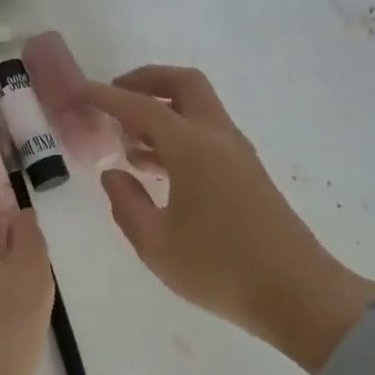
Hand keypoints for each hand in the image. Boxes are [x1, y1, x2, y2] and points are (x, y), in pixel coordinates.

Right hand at [86, 67, 374, 371]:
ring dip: (163, 110)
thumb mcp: (156, 244)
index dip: (107, 97)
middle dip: (146, 81)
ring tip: (126, 139)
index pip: (142, 107)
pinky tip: (155, 167)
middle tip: (114, 98)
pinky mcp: (247, 173)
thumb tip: (113, 174)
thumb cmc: (219, 269)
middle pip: (184, 85)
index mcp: (193, 148)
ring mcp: (238, 154)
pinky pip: (207, 134)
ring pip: (199, 108)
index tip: (79, 91)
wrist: (296, 292)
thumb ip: (127, 204)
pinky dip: (178, 134)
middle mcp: (218, 138)